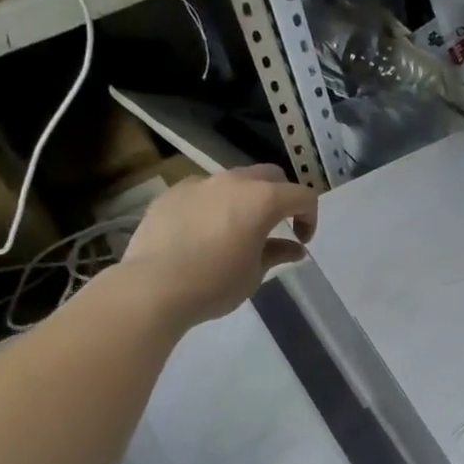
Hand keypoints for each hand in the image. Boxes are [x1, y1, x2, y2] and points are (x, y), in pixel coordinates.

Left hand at [121, 166, 317, 326]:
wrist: (153, 287)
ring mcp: (199, 183)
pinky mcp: (172, 193)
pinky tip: (204, 232)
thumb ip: (277, 252)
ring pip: (234, 180)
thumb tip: (294, 248)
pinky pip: (203, 192)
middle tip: (277, 225)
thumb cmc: (215, 283)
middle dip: (281, 197)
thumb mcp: (255, 273)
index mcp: (262, 199)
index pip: (302, 196)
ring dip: (245, 198)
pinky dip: (214, 205)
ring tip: (237, 228)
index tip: (301, 241)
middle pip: (270, 176)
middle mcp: (233, 182)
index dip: (310, 217)